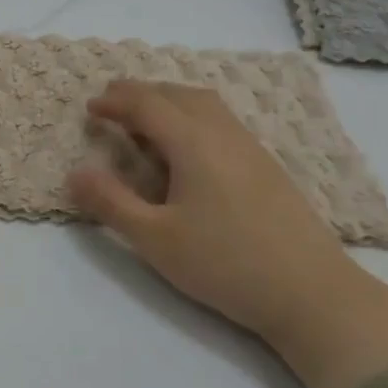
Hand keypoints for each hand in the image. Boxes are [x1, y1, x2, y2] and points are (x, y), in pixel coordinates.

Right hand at [68, 81, 387, 387]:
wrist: (313, 294)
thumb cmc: (225, 264)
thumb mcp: (155, 239)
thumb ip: (111, 203)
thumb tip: (74, 173)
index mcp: (193, 143)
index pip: (148, 104)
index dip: (115, 101)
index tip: (90, 107)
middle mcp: (223, 134)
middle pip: (178, 94)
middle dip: (141, 92)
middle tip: (112, 103)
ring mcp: (251, 148)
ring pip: (205, 104)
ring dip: (170, 100)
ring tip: (146, 118)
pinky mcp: (268, 167)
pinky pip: (222, 121)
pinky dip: (193, 115)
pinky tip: (188, 146)